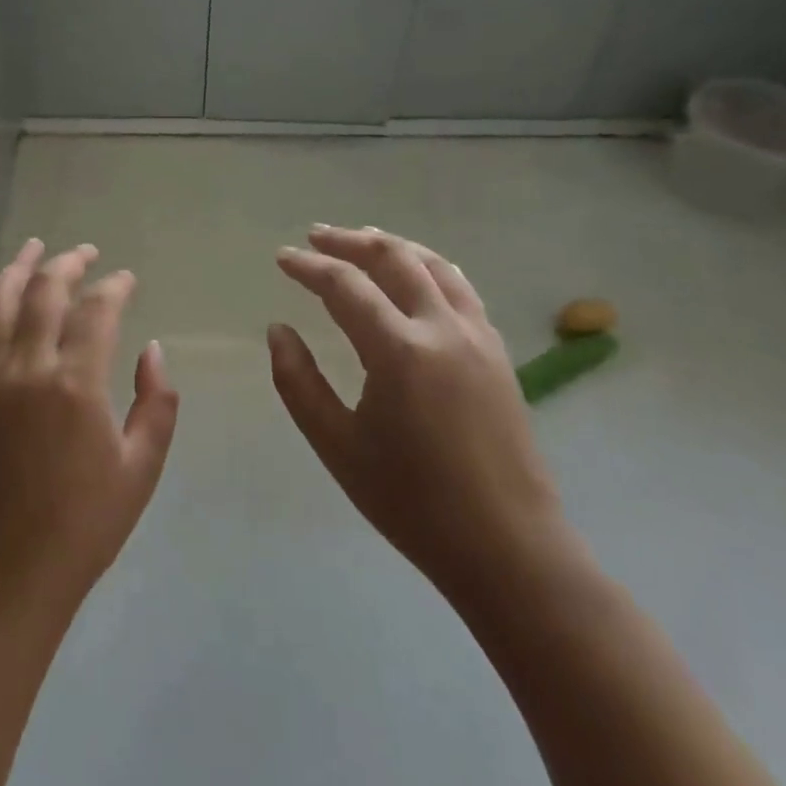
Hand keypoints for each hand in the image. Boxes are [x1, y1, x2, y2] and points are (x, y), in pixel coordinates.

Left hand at [0, 240, 179, 626]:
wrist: (5, 572)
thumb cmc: (84, 525)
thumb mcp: (141, 469)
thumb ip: (156, 403)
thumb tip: (152, 349)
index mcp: (75, 384)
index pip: (96, 309)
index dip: (114, 286)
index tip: (126, 278)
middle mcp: (26, 368)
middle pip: (44, 291)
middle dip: (68, 263)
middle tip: (85, 252)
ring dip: (18, 269)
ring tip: (35, 248)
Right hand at [269, 226, 563, 601]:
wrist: (508, 548)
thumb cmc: (412, 501)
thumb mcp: (337, 445)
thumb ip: (299, 382)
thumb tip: (278, 330)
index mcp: (399, 351)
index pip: (345, 286)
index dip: (309, 267)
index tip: (282, 258)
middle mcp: (442, 329)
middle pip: (394, 259)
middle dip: (350, 241)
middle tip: (316, 236)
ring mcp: (478, 337)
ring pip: (434, 265)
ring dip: (393, 246)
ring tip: (362, 240)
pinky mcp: (498, 353)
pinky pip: (460, 288)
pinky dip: (429, 267)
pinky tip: (416, 275)